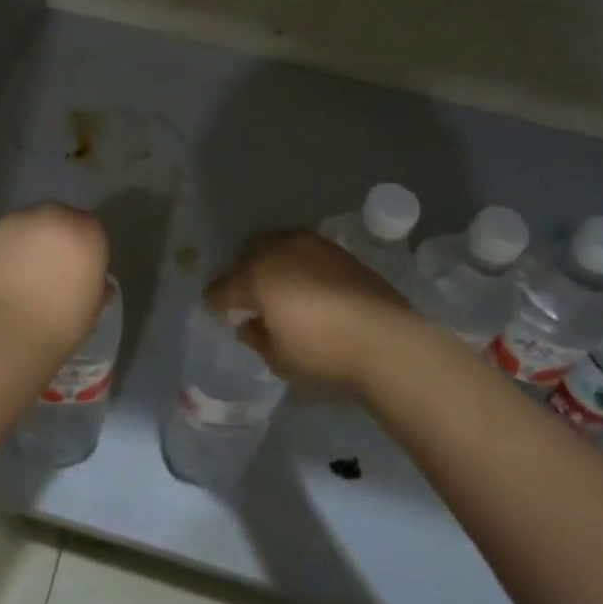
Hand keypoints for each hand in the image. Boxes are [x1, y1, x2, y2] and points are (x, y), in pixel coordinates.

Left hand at [0, 202, 110, 360]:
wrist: (7, 332)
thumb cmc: (61, 324)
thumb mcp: (93, 307)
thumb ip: (96, 284)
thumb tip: (94, 280)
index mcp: (86, 231)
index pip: (90, 228)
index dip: (83, 248)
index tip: (77, 269)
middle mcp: (52, 216)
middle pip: (58, 218)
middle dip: (55, 238)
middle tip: (48, 269)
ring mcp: (16, 221)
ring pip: (27, 225)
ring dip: (27, 241)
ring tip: (20, 274)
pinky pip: (1, 238)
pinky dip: (3, 251)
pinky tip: (0, 277)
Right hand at [207, 230, 416, 393]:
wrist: (386, 340)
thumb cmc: (324, 354)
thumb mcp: (279, 359)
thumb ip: (256, 338)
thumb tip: (248, 324)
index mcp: (254, 277)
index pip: (221, 288)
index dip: (215, 304)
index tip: (219, 316)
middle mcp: (277, 251)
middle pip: (246, 255)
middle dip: (241, 274)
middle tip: (248, 298)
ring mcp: (309, 245)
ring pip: (275, 244)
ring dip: (269, 262)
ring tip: (278, 286)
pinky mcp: (337, 250)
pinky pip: (303, 249)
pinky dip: (296, 262)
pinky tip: (306, 284)